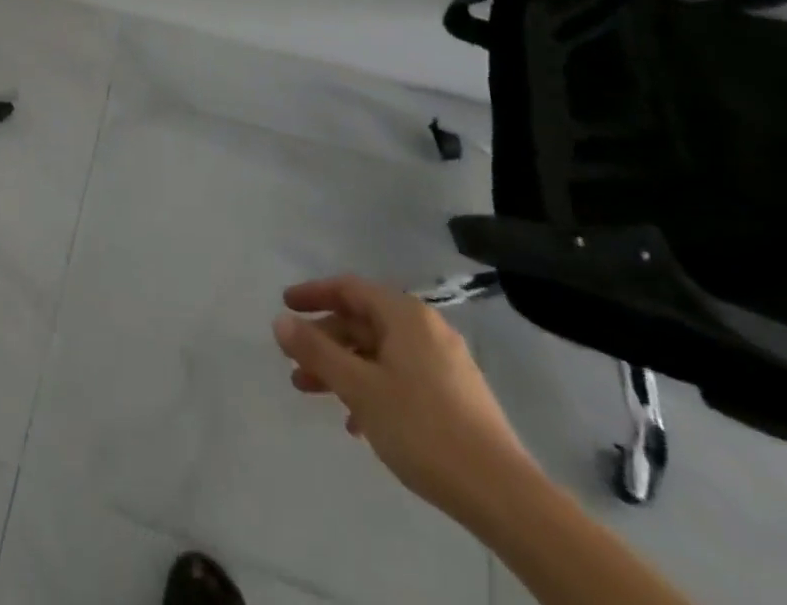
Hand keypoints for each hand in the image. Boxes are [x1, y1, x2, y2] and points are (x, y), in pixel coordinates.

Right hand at [274, 275, 535, 525]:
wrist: (505, 497)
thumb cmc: (423, 428)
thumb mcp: (359, 387)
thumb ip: (316, 351)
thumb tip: (280, 321)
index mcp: (405, 316)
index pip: (349, 289)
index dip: (313, 294)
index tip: (285, 306)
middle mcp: (426, 330)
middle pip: (363, 322)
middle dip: (324, 340)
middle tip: (294, 359)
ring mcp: (444, 364)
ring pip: (379, 353)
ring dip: (343, 367)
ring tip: (312, 392)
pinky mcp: (455, 397)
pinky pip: (400, 377)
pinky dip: (371, 388)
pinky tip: (356, 422)